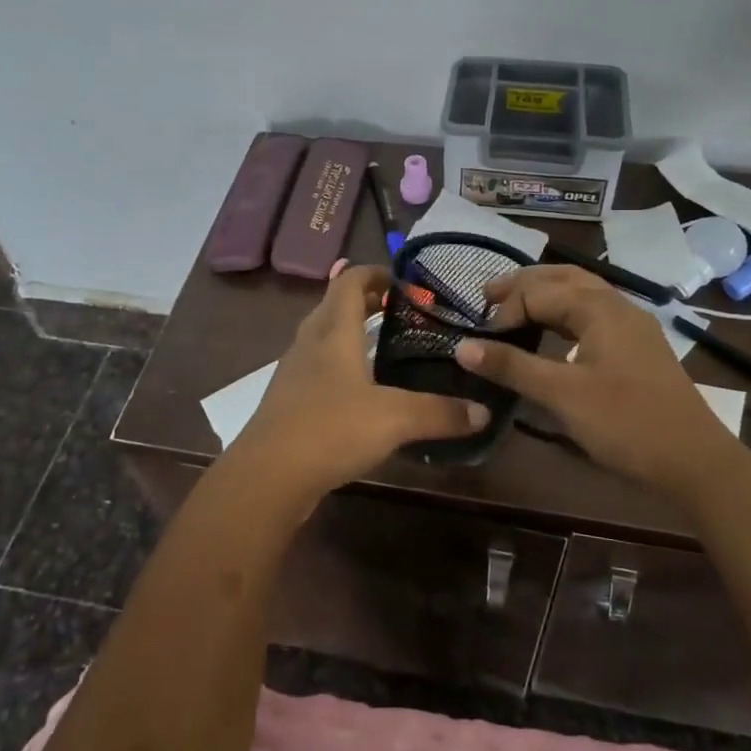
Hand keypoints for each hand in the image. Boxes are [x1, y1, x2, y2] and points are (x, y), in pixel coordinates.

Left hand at [232, 265, 488, 495]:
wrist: (267, 476)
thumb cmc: (331, 429)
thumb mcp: (395, 419)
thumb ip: (440, 413)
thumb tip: (483, 411)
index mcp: (334, 332)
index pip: (349, 282)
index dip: (373, 273)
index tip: (402, 280)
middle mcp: (310, 343)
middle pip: (333, 306)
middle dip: (364, 301)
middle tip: (399, 311)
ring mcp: (294, 373)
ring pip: (322, 338)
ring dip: (349, 333)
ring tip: (382, 346)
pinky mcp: (287, 401)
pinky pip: (315, 368)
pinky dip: (337, 365)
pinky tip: (357, 391)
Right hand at [456, 265, 733, 493]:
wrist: (695, 462)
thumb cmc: (626, 423)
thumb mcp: (562, 395)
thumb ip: (512, 366)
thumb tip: (462, 346)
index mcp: (599, 307)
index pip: (538, 293)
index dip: (505, 312)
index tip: (480, 340)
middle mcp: (617, 305)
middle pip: (562, 278)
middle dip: (524, 284)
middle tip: (487, 295)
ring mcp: (633, 326)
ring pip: (582, 293)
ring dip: (546, 294)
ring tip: (515, 305)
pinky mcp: (638, 347)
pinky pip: (594, 313)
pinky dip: (566, 312)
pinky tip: (556, 331)